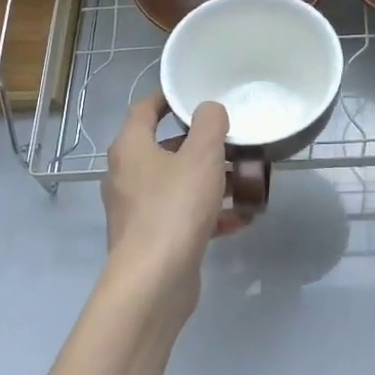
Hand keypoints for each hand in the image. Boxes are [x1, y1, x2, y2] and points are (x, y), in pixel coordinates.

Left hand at [101, 95, 242, 296]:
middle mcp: (127, 175)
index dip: (168, 98)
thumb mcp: (202, 156)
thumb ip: (209, 125)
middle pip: (166, 149)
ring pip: (178, 184)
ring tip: (247, 183)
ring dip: (212, 182)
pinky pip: (184, 216)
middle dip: (202, 146)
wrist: (154, 280)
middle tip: (234, 142)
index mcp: (131, 148)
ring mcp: (138, 210)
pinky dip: (210, 214)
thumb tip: (209, 109)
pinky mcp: (153, 238)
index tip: (195, 95)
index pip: (145, 110)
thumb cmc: (175, 208)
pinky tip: (241, 220)